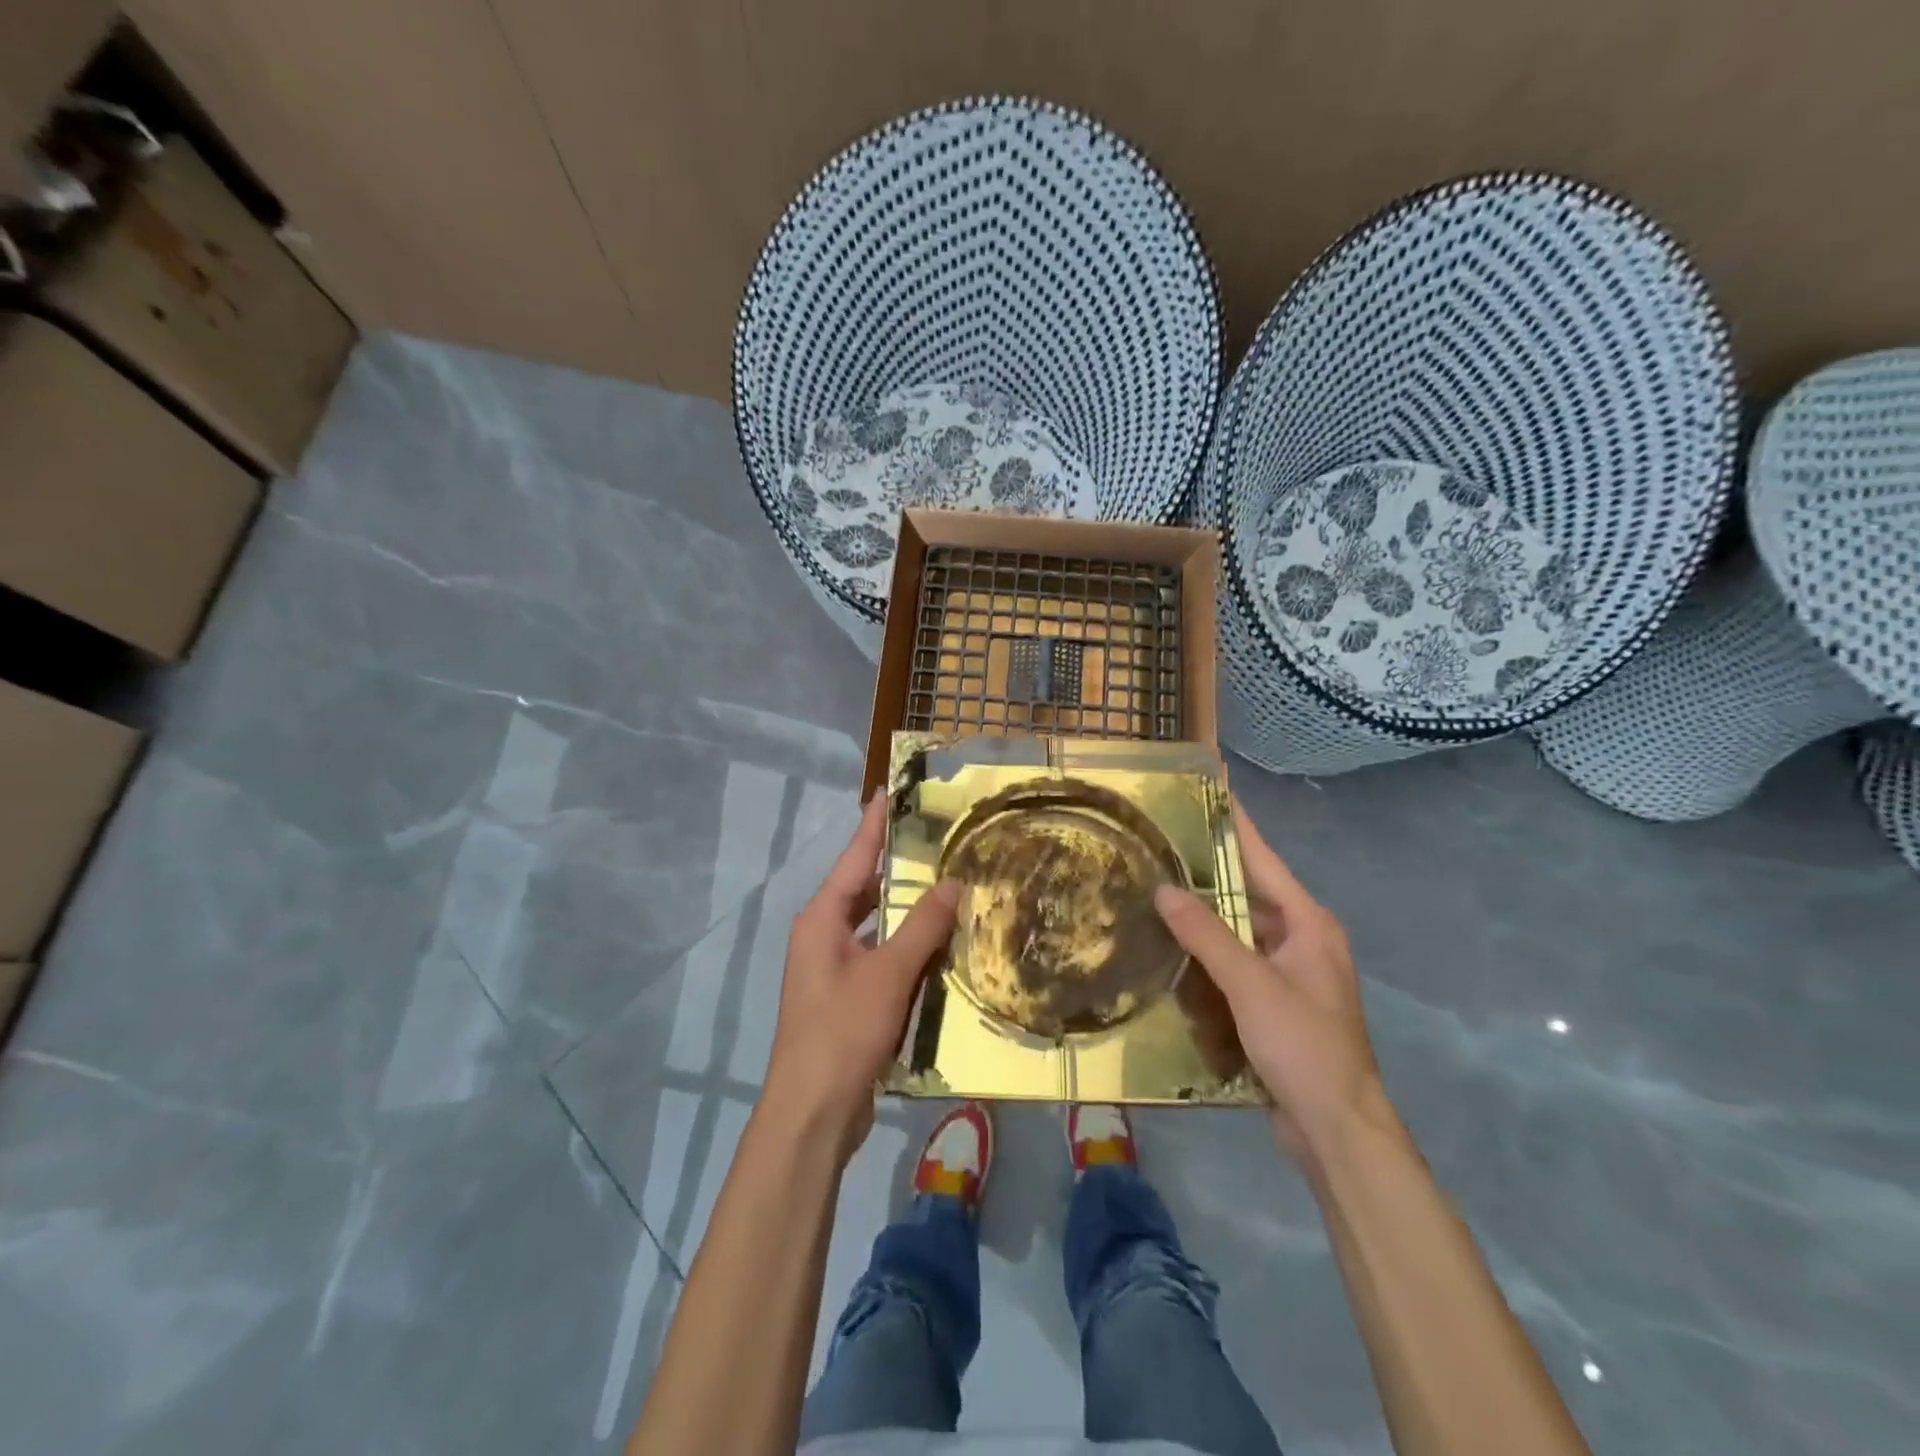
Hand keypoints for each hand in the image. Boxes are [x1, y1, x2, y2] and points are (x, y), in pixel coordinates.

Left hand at [764, 795, 959, 1155]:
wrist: (812, 1112)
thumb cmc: (843, 1031)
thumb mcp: (888, 974)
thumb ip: (922, 926)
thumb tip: (953, 883)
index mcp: (822, 919)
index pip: (855, 858)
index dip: (874, 824)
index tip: (889, 791)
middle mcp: (822, 935)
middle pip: (864, 888)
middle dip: (896, 864)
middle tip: (934, 837)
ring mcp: (832, 968)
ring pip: (875, 925)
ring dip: (905, 909)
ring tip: (944, 883)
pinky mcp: (846, 997)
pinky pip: (880, 956)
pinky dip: (906, 946)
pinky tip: (938, 945)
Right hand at [1155, 800, 1393, 1164]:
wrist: (1337, 1128)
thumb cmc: (1304, 1045)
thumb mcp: (1251, 984)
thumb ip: (1207, 934)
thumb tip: (1165, 889)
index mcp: (1309, 924)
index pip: (1264, 861)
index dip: (1237, 826)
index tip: (1211, 791)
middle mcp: (1303, 941)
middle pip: (1250, 894)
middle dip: (1209, 871)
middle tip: (1163, 844)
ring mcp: (1290, 974)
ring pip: (1241, 931)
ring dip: (1205, 916)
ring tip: (1158, 889)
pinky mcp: (1276, 1004)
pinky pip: (1237, 963)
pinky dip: (1209, 953)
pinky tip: (1173, 948)